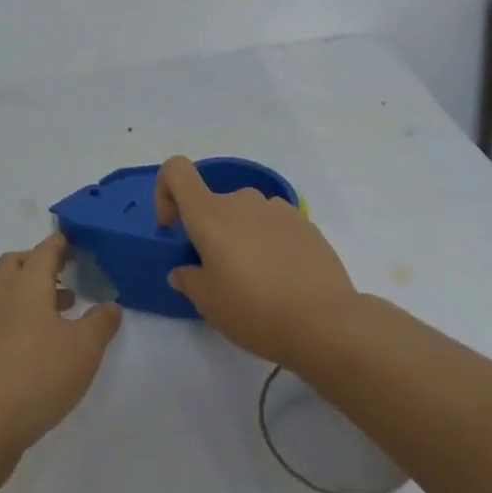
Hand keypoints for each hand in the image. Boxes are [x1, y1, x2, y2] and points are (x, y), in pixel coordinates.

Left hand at [0, 232, 121, 464]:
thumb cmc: (36, 376)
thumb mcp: (83, 350)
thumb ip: (101, 323)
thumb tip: (110, 306)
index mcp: (26, 285)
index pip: (44, 250)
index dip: (61, 244)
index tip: (77, 244)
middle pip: (16, 264)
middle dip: (39, 263)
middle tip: (65, 274)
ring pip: (5, 293)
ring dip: (30, 294)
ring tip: (60, 313)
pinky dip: (18, 319)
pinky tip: (37, 348)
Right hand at [156, 155, 360, 367]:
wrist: (325, 322)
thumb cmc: (255, 310)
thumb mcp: (209, 304)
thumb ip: (189, 280)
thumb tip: (184, 270)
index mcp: (211, 215)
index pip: (177, 171)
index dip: (165, 191)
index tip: (173, 228)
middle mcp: (243, 201)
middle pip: (214, 204)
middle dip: (210, 233)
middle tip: (220, 276)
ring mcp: (278, 210)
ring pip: (245, 215)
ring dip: (241, 238)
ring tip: (255, 281)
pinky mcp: (305, 224)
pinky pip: (273, 226)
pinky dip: (268, 243)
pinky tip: (282, 279)